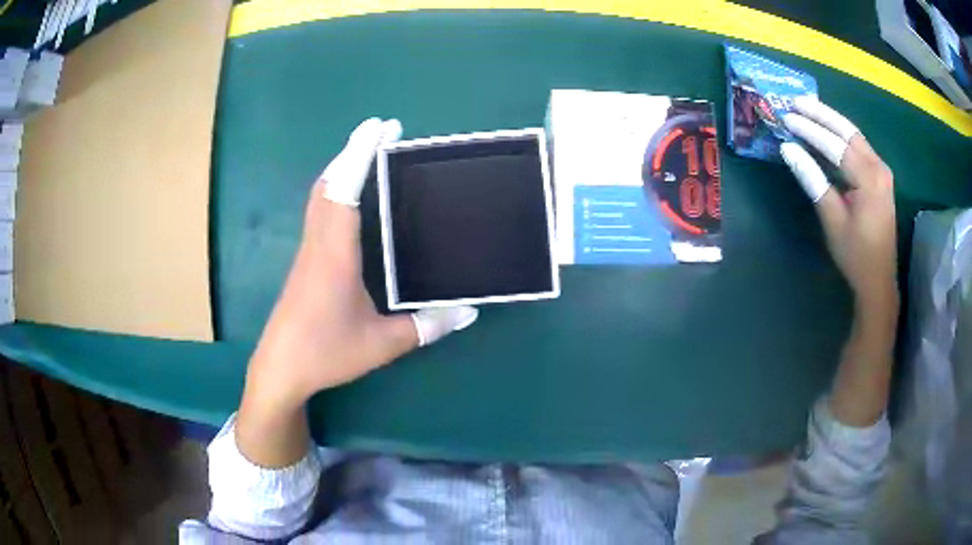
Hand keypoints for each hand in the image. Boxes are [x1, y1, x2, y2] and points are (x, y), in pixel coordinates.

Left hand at [246, 118, 477, 410]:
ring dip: (342, 169)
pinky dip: (336, 191)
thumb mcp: (381, 344)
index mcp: (335, 254)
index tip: (380, 127)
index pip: (346, 191)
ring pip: (320, 196)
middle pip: (328, 184)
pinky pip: (320, 212)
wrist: (280, 368)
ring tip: (370, 157)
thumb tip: (467, 311)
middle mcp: (319, 243)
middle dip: (352, 152)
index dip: (361, 155)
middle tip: (383, 134)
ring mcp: (308, 251)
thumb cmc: (326, 353)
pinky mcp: (306, 261)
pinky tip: (353, 200)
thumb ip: (425, 326)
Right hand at [781, 97, 898, 315]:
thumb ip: (813, 181)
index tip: (786, 117)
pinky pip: (859, 146)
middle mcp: (878, 167)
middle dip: (821, 114)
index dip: (810, 130)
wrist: (879, 280)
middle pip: (848, 130)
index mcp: (869, 179)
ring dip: (831, 120)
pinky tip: (827, 129)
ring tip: (807, 108)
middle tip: (796, 101)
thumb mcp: (833, 220)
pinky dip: (841, 135)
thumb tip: (789, 150)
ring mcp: (881, 170)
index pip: (835, 144)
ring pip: (854, 135)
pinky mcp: (880, 176)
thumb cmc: (856, 255)